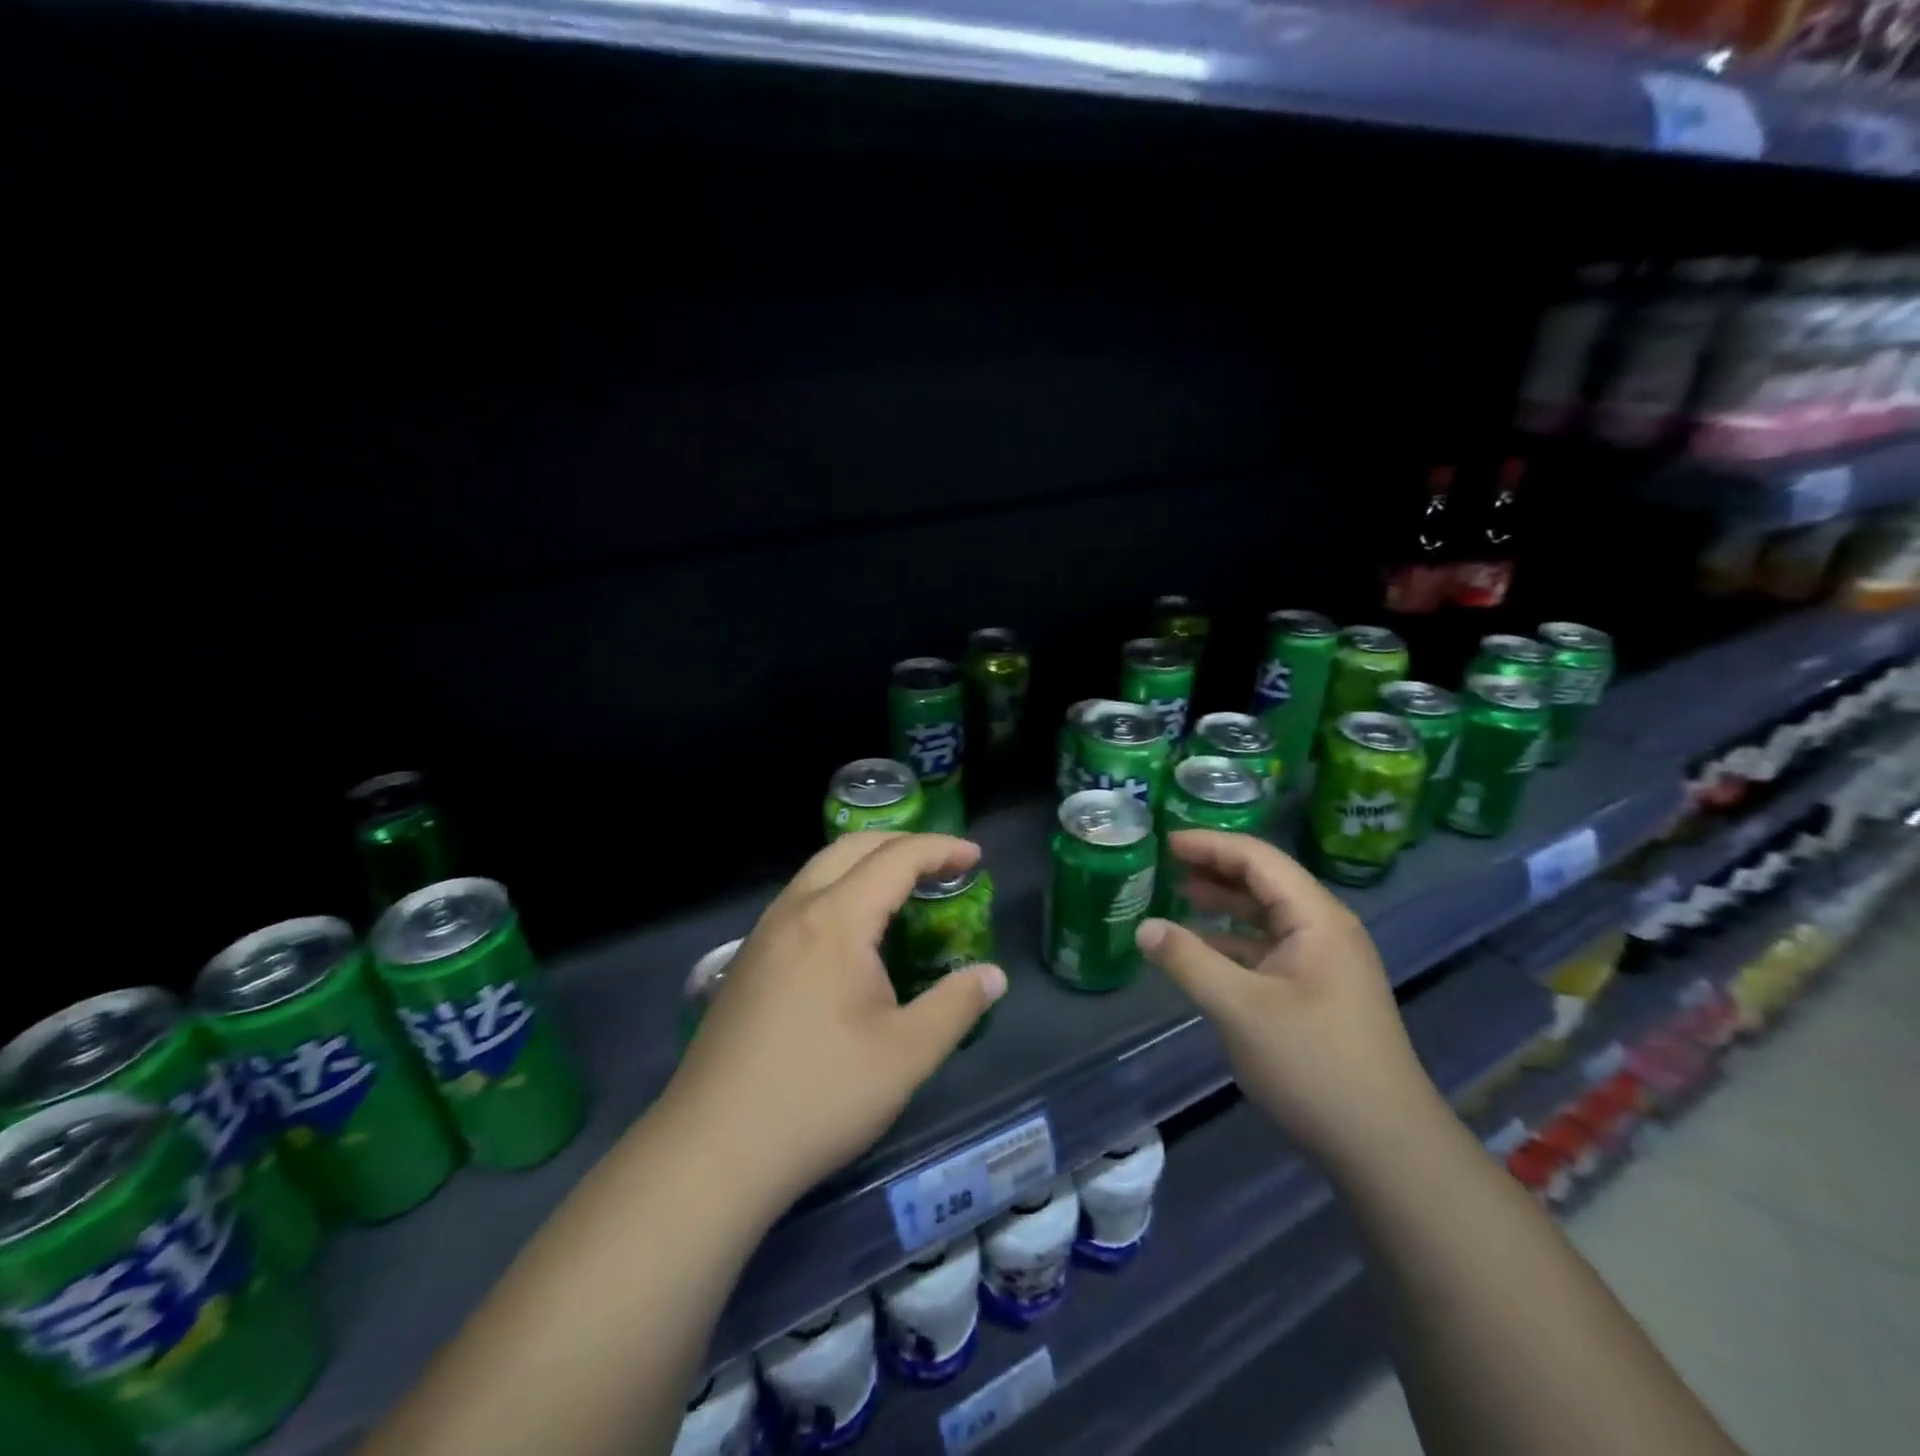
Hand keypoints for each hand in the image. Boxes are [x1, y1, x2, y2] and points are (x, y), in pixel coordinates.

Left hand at [662, 832, 1007, 1213]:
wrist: (711, 1151)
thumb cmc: (819, 1096)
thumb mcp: (906, 1055)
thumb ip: (956, 1005)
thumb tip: (993, 976)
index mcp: (835, 920)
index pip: (895, 859)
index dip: (940, 850)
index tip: (975, 858)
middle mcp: (795, 911)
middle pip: (851, 848)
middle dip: (902, 844)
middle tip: (944, 864)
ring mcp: (763, 935)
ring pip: (819, 871)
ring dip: (866, 864)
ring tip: (903, 890)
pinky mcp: (747, 962)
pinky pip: (800, 900)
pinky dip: (838, 890)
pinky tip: (851, 934)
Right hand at [1137, 830, 1446, 1167]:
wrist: (1386, 1149)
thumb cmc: (1313, 1065)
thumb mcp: (1239, 1009)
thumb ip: (1188, 961)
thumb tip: (1143, 926)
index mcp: (1317, 919)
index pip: (1259, 859)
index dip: (1211, 845)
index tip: (1166, 841)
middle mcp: (1325, 930)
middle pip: (1265, 882)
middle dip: (1216, 868)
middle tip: (1166, 864)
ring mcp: (1325, 963)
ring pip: (1268, 916)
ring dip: (1225, 903)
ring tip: (1179, 896)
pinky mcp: (1318, 993)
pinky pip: (1269, 949)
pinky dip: (1234, 941)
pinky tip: (1203, 951)